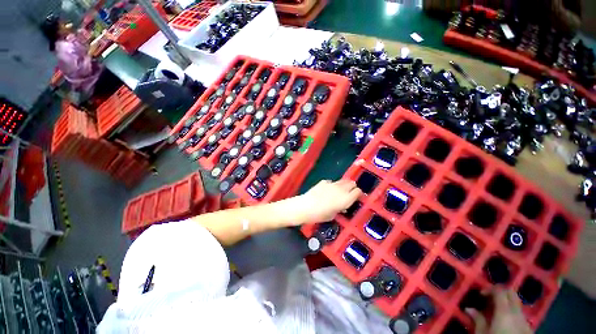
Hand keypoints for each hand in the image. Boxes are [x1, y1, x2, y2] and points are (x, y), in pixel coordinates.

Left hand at [294, 179, 361, 222]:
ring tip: (339, 191)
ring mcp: (332, 184)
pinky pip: (332, 182)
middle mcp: (341, 189)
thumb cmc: (319, 215)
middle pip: (352, 183)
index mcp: (346, 199)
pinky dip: (332, 185)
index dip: (357, 194)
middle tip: (348, 193)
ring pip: (343, 181)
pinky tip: (326, 190)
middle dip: (352, 187)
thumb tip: (342, 206)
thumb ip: (340, 209)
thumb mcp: (333, 215)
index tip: (355, 198)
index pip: (358, 191)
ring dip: (343, 185)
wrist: (305, 206)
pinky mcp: (324, 181)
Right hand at [466, 289, 532, 333]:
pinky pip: (520, 316)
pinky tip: (505, 322)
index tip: (481, 294)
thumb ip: (478, 320)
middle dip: (501, 292)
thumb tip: (469, 309)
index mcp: (505, 312)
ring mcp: (525, 322)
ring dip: (507, 304)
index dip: (490, 289)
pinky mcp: (529, 329)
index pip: (500, 291)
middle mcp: (517, 313)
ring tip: (495, 311)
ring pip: (517, 305)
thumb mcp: (482, 333)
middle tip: (489, 298)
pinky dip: (512, 314)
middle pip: (512, 294)